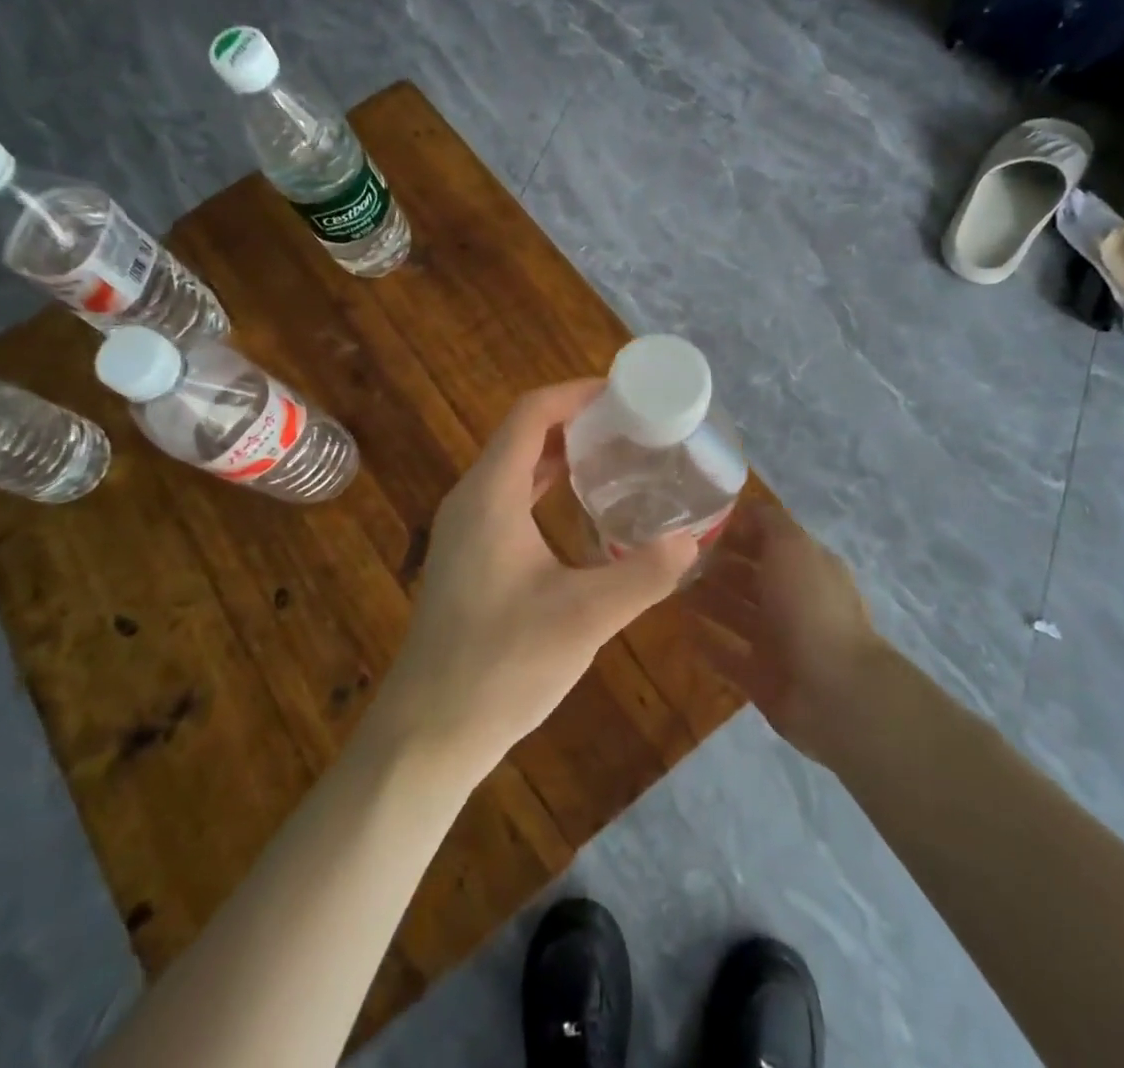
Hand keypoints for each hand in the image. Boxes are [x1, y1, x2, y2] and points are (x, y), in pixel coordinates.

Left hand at [364, 380, 699, 786]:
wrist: (429, 730)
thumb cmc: (502, 665)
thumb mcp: (584, 618)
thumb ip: (644, 575)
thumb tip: (693, 541)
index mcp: (492, 494)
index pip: (531, 414)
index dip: (576, 394)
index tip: (625, 395)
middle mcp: (472, 498)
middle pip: (523, 434)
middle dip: (577, 420)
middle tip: (633, 425)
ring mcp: (465, 528)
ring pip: (516, 467)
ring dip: (561, 453)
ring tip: (617, 455)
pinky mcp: (468, 555)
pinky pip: (510, 497)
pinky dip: (546, 485)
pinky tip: (582, 508)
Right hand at [686, 503, 886, 761]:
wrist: (833, 691)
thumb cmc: (809, 606)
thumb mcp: (791, 546)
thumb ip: (767, 522)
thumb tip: (743, 506)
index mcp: (807, 566)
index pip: (767, 539)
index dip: (735, 529)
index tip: (695, 522)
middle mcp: (794, 599)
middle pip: (749, 576)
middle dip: (716, 564)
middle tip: (674, 556)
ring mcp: (779, 641)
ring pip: (736, 612)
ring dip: (707, 599)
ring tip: (669, 587)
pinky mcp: (762, 677)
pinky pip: (728, 653)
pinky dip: (707, 641)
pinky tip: (680, 627)